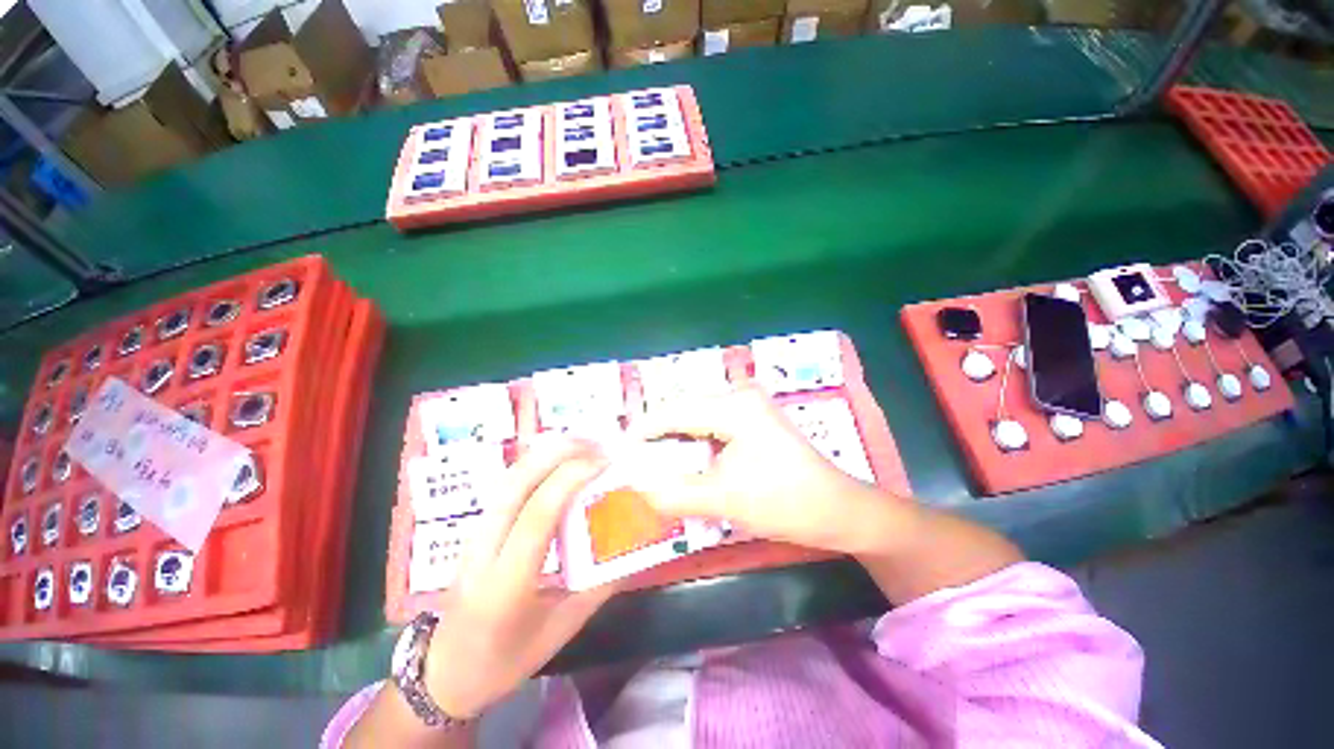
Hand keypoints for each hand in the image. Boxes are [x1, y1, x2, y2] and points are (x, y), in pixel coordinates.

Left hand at [422, 438, 617, 719]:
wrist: (443, 673)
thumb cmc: (504, 660)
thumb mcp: (560, 631)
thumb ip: (599, 589)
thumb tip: (631, 551)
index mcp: (505, 584)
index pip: (537, 514)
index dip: (572, 479)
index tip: (605, 462)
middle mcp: (484, 550)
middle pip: (516, 483)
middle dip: (559, 452)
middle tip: (597, 442)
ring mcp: (475, 535)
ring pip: (509, 478)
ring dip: (547, 452)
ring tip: (583, 444)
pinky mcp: (477, 528)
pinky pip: (508, 485)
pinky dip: (536, 463)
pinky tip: (559, 461)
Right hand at [634, 384, 905, 554]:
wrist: (838, 510)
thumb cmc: (785, 503)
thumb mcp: (722, 500)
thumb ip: (672, 492)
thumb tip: (633, 486)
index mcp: (734, 406)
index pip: (673, 412)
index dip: (642, 431)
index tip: (616, 451)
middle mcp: (739, 394)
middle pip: (683, 411)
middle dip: (657, 438)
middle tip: (633, 463)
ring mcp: (748, 403)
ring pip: (695, 418)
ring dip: (675, 441)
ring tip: (653, 465)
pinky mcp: (752, 417)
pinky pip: (710, 425)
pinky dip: (693, 443)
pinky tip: (685, 462)